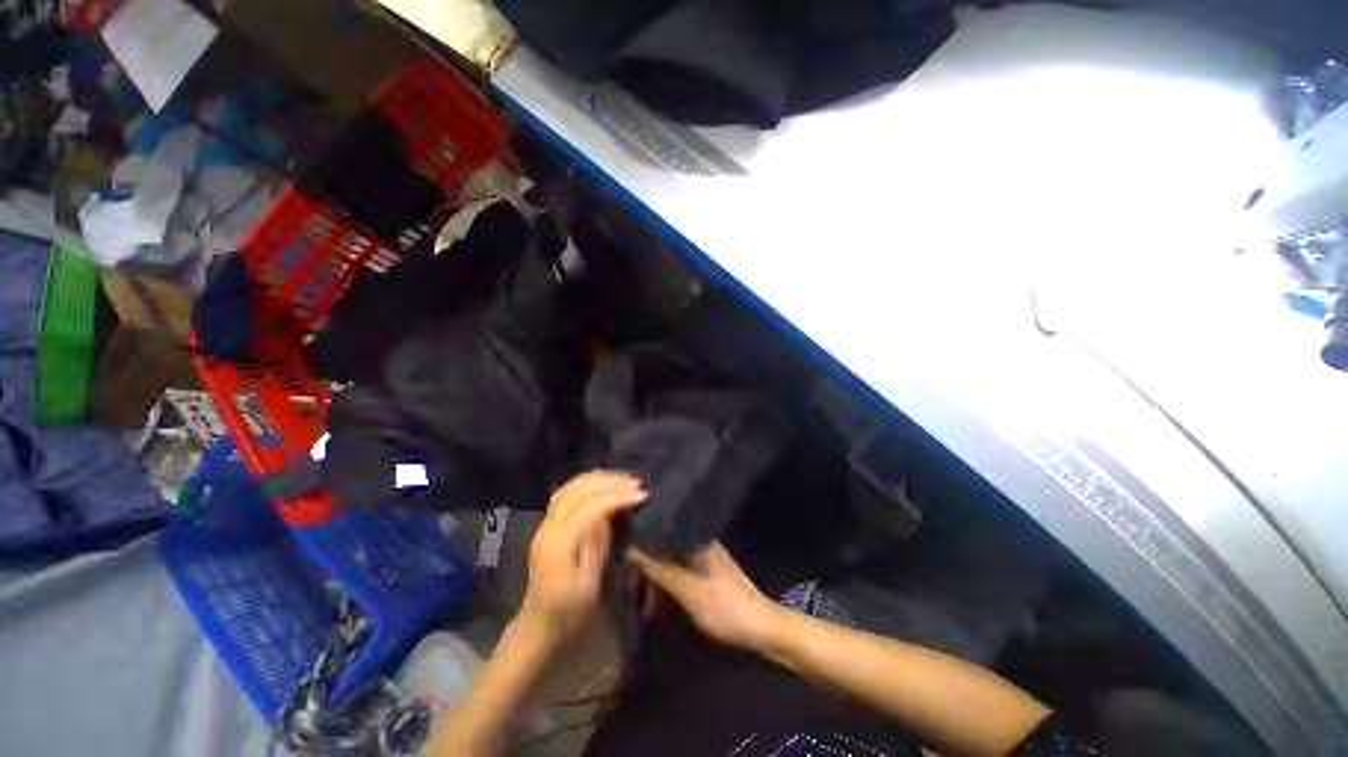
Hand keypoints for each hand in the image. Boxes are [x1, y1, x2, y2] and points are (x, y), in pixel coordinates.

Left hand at [520, 471, 646, 641]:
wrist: (539, 625)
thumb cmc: (568, 611)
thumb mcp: (589, 585)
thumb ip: (598, 544)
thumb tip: (611, 513)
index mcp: (559, 541)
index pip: (591, 505)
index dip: (618, 496)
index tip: (643, 494)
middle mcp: (549, 525)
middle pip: (580, 489)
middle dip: (610, 482)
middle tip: (637, 483)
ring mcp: (547, 522)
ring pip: (572, 486)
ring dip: (599, 479)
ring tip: (624, 479)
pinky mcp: (550, 523)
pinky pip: (568, 492)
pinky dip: (587, 483)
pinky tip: (603, 483)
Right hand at [627, 541, 782, 651]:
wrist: (760, 629)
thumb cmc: (723, 606)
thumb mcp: (686, 589)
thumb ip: (657, 567)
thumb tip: (628, 546)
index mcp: (695, 538)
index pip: (661, 527)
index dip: (639, 535)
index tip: (618, 545)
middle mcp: (697, 541)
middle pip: (662, 546)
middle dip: (644, 565)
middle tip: (626, 584)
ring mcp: (700, 558)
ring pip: (667, 562)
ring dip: (653, 581)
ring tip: (641, 605)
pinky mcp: (702, 574)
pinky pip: (676, 574)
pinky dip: (665, 588)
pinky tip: (655, 608)